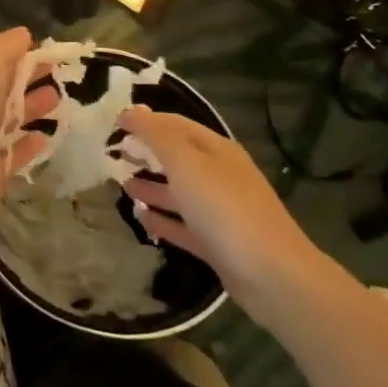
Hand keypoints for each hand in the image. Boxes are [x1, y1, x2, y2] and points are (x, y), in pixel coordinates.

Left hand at [0, 27, 56, 230]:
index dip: (9, 53)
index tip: (41, 50)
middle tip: (56, 72)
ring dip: (29, 109)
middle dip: (23, 79)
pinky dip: (26, 146)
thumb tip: (24, 35)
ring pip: (2, 121)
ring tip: (58, 99)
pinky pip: (9, 156)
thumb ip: (6, 46)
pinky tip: (46, 137)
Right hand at [118, 106, 348, 330]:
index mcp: (216, 150)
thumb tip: (132, 111)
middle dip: (147, 154)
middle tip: (114, 156)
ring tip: (121, 186)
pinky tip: (141, 219)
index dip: (146, 121)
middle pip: (178, 158)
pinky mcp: (217, 243)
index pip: (176, 124)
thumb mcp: (186, 163)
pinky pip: (183, 225)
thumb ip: (156, 135)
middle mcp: (219, 175)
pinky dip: (162, 220)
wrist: (273, 276)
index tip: (115, 125)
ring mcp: (220, 211)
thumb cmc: (225, 208)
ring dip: (151, 187)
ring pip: (179, 192)